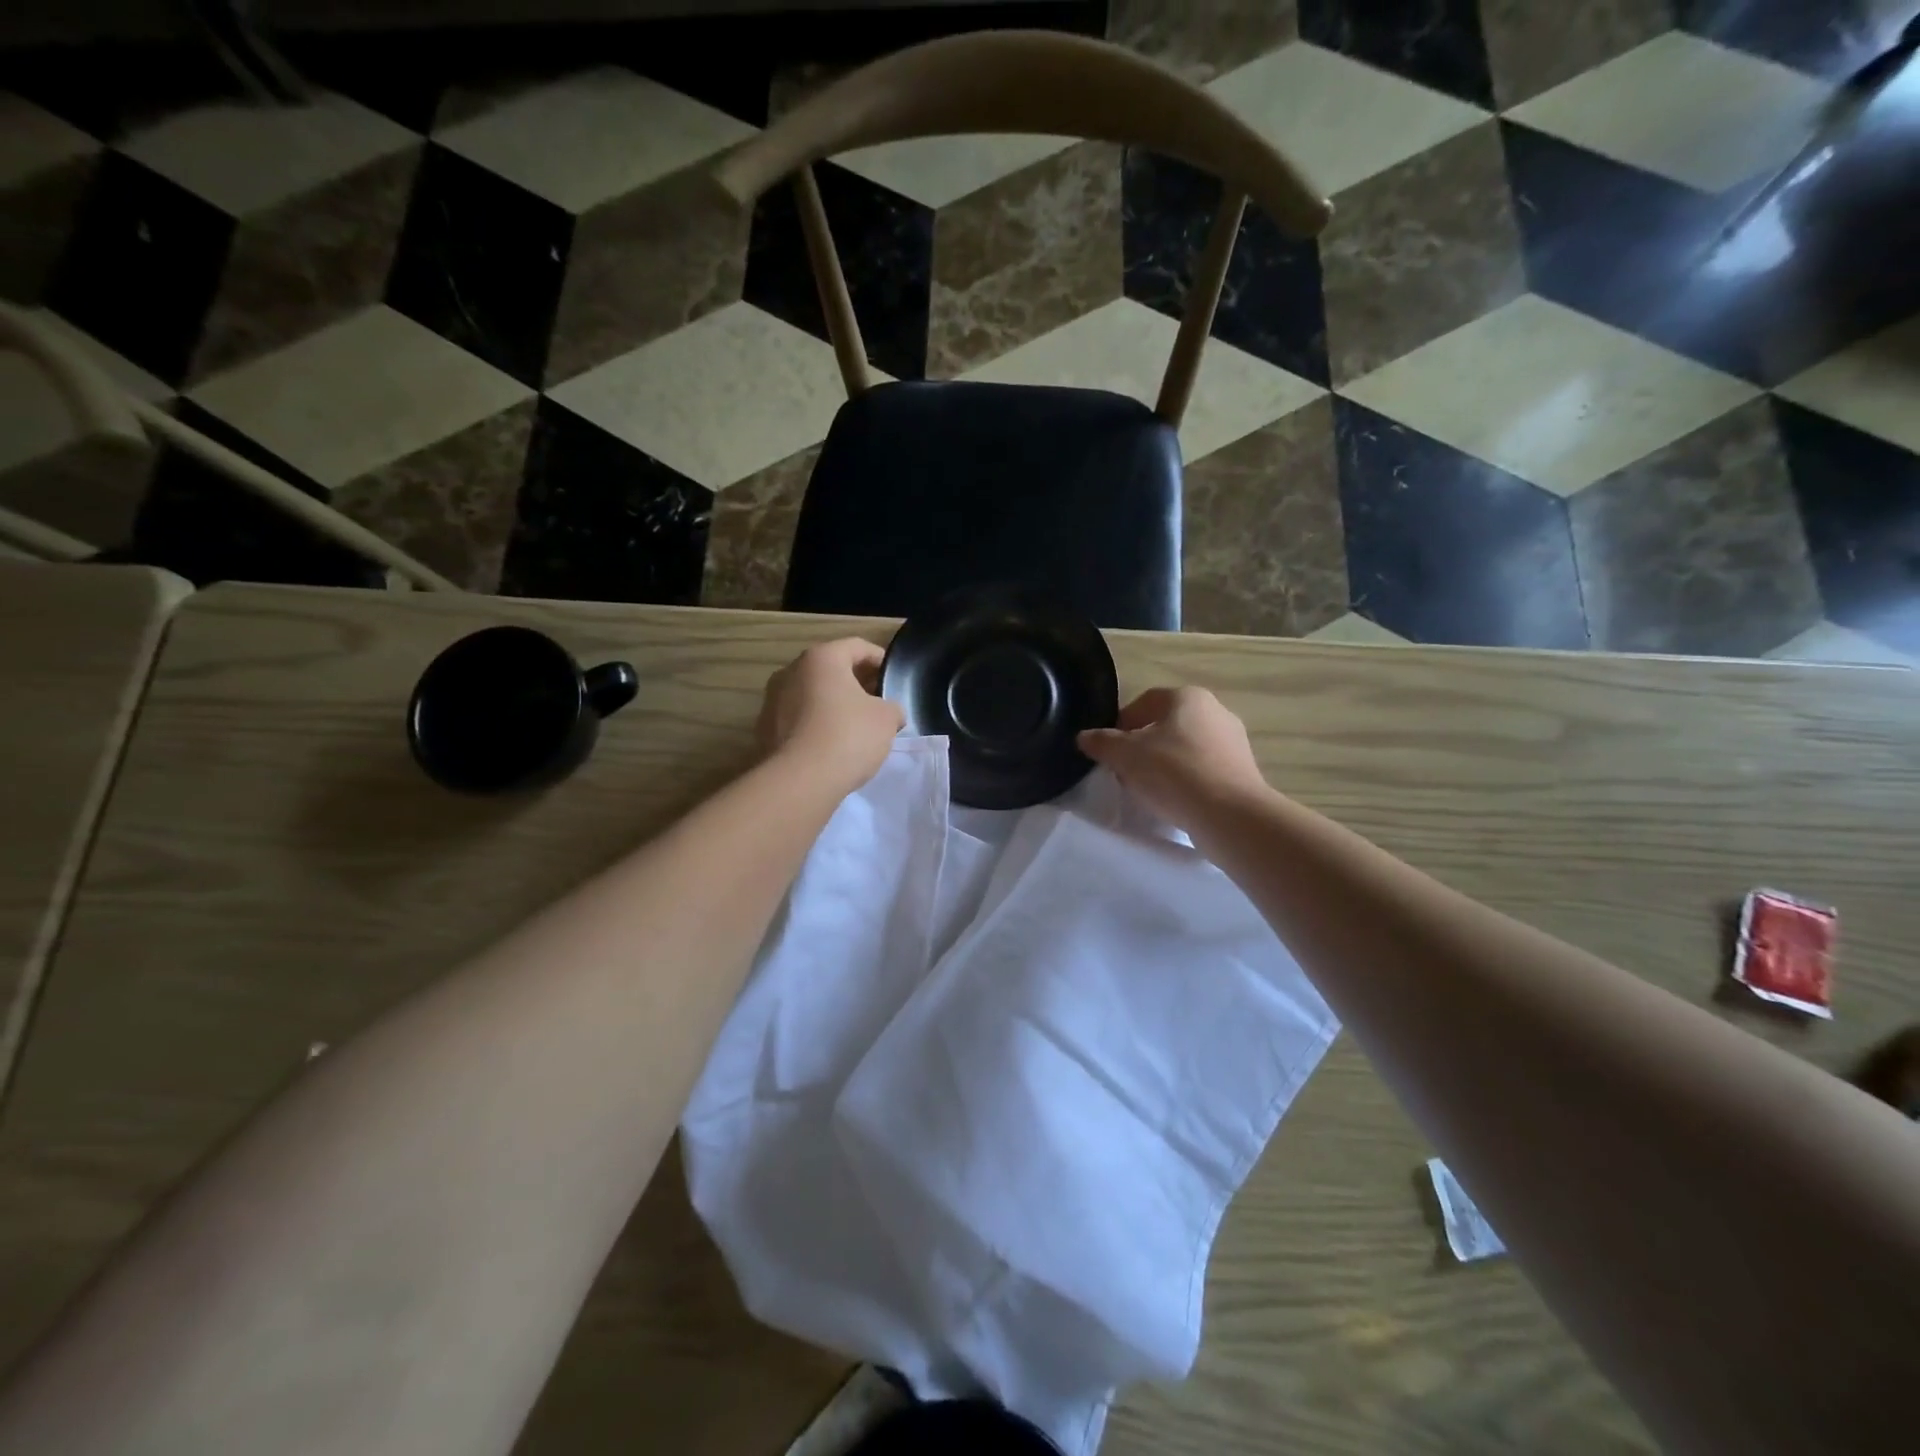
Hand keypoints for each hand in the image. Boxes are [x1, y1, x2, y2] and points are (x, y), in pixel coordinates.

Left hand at [758, 638, 903, 790]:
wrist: (800, 780)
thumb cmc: (848, 736)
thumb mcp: (887, 719)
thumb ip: (892, 708)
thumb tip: (889, 712)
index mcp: (822, 658)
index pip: (857, 647)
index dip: (879, 659)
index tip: (893, 676)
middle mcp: (791, 671)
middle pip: (830, 670)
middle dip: (855, 683)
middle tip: (877, 702)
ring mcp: (772, 700)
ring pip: (811, 695)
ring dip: (832, 704)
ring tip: (855, 726)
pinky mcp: (764, 730)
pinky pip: (798, 719)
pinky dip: (815, 725)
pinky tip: (831, 746)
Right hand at [1077, 687, 1267, 827]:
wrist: (1229, 813)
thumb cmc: (1173, 772)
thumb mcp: (1125, 755)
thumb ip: (1101, 742)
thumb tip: (1084, 737)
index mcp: (1187, 697)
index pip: (1144, 703)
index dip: (1120, 725)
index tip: (1109, 750)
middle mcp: (1215, 711)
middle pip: (1166, 725)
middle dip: (1142, 746)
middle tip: (1125, 770)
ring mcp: (1233, 741)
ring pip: (1185, 748)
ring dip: (1163, 764)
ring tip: (1148, 789)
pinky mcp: (1243, 770)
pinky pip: (1203, 769)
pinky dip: (1186, 780)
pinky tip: (1174, 800)